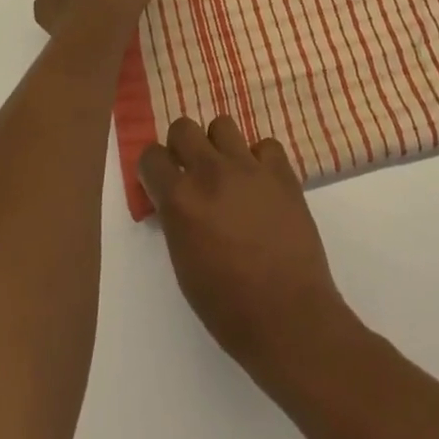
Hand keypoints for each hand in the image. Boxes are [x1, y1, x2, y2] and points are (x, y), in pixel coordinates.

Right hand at [139, 117, 359, 387]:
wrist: (287, 314)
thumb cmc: (227, 306)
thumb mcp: (183, 263)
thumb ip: (176, 219)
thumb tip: (177, 199)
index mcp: (180, 200)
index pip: (151, 156)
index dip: (154, 168)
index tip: (160, 181)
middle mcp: (211, 172)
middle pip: (183, 127)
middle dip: (182, 146)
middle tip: (192, 171)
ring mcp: (249, 167)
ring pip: (223, 125)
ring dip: (220, 146)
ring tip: (228, 173)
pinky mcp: (282, 171)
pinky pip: (265, 145)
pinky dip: (259, 159)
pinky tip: (262, 184)